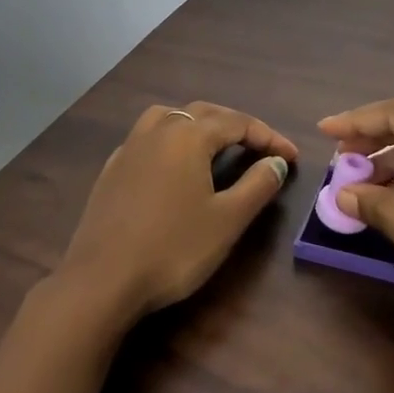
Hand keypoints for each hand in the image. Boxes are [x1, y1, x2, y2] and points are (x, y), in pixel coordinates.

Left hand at [56, 102, 296, 324]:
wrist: (102, 280)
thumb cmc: (173, 248)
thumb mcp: (227, 220)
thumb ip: (257, 185)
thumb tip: (276, 162)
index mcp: (188, 135)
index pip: (238, 123)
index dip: (269, 137)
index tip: (292, 157)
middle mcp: (158, 129)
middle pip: (204, 112)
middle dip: (236, 126)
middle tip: (261, 148)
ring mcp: (130, 147)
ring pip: (170, 116)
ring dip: (199, 123)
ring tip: (216, 144)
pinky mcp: (112, 168)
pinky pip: (148, 137)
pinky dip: (170, 139)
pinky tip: (173, 165)